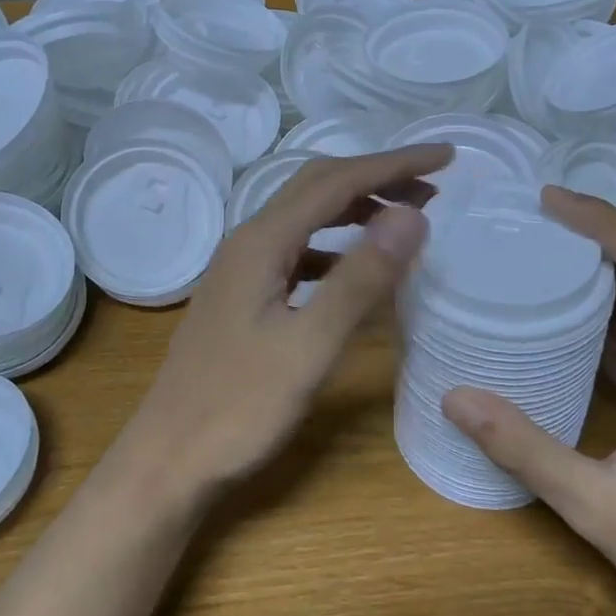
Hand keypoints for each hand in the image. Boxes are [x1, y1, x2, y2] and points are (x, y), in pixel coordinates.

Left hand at [121, 145, 451, 503]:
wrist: (168, 459)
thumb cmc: (238, 408)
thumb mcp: (309, 346)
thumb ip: (361, 279)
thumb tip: (412, 214)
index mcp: (262, 242)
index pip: (338, 181)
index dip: (394, 164)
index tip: (447, 156)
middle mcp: (249, 241)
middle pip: (318, 186)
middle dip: (377, 177)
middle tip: (433, 185)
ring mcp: (242, 268)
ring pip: (307, 217)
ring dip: (357, 208)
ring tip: (406, 219)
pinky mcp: (243, 294)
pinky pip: (298, 250)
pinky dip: (336, 245)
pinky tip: (355, 268)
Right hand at [442, 187, 615, 615]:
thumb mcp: (598, 508)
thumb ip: (526, 451)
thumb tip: (456, 399)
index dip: (606, 223)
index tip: (552, 202)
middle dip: (594, 237)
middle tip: (530, 222)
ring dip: (598, 278)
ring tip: (537, 261)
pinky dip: (604, 322)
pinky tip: (560, 332)